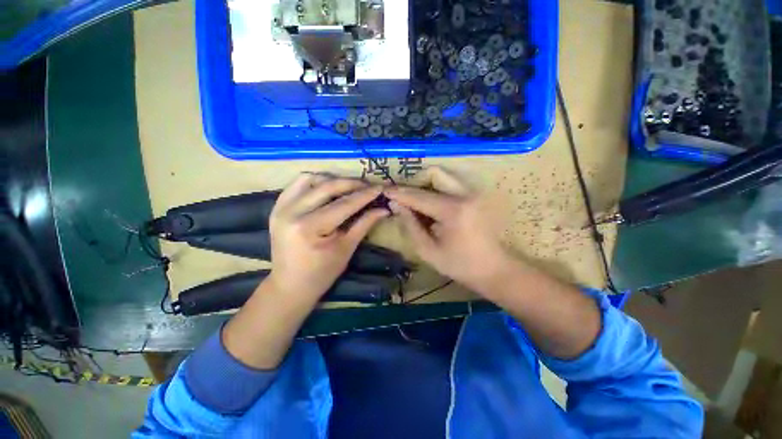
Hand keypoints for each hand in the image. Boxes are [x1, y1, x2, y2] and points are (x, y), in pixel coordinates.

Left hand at [267, 173, 388, 302]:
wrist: (290, 285)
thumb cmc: (322, 273)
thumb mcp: (346, 248)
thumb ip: (364, 224)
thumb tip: (384, 209)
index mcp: (310, 227)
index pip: (344, 204)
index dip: (365, 195)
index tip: (380, 188)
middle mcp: (292, 212)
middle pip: (327, 186)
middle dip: (351, 184)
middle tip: (368, 185)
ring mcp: (281, 207)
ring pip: (310, 179)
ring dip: (332, 180)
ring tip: (349, 187)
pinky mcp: (277, 207)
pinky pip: (297, 185)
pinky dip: (315, 182)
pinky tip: (328, 188)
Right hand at [384, 167, 515, 296]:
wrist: (495, 268)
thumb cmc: (460, 265)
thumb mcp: (428, 251)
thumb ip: (410, 225)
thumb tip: (395, 204)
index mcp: (452, 211)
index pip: (419, 196)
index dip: (399, 193)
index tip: (384, 191)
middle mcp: (464, 195)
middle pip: (434, 173)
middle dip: (414, 183)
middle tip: (405, 199)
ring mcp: (473, 193)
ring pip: (443, 176)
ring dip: (426, 185)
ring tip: (417, 203)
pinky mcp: (475, 196)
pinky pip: (451, 184)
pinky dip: (437, 190)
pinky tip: (432, 207)